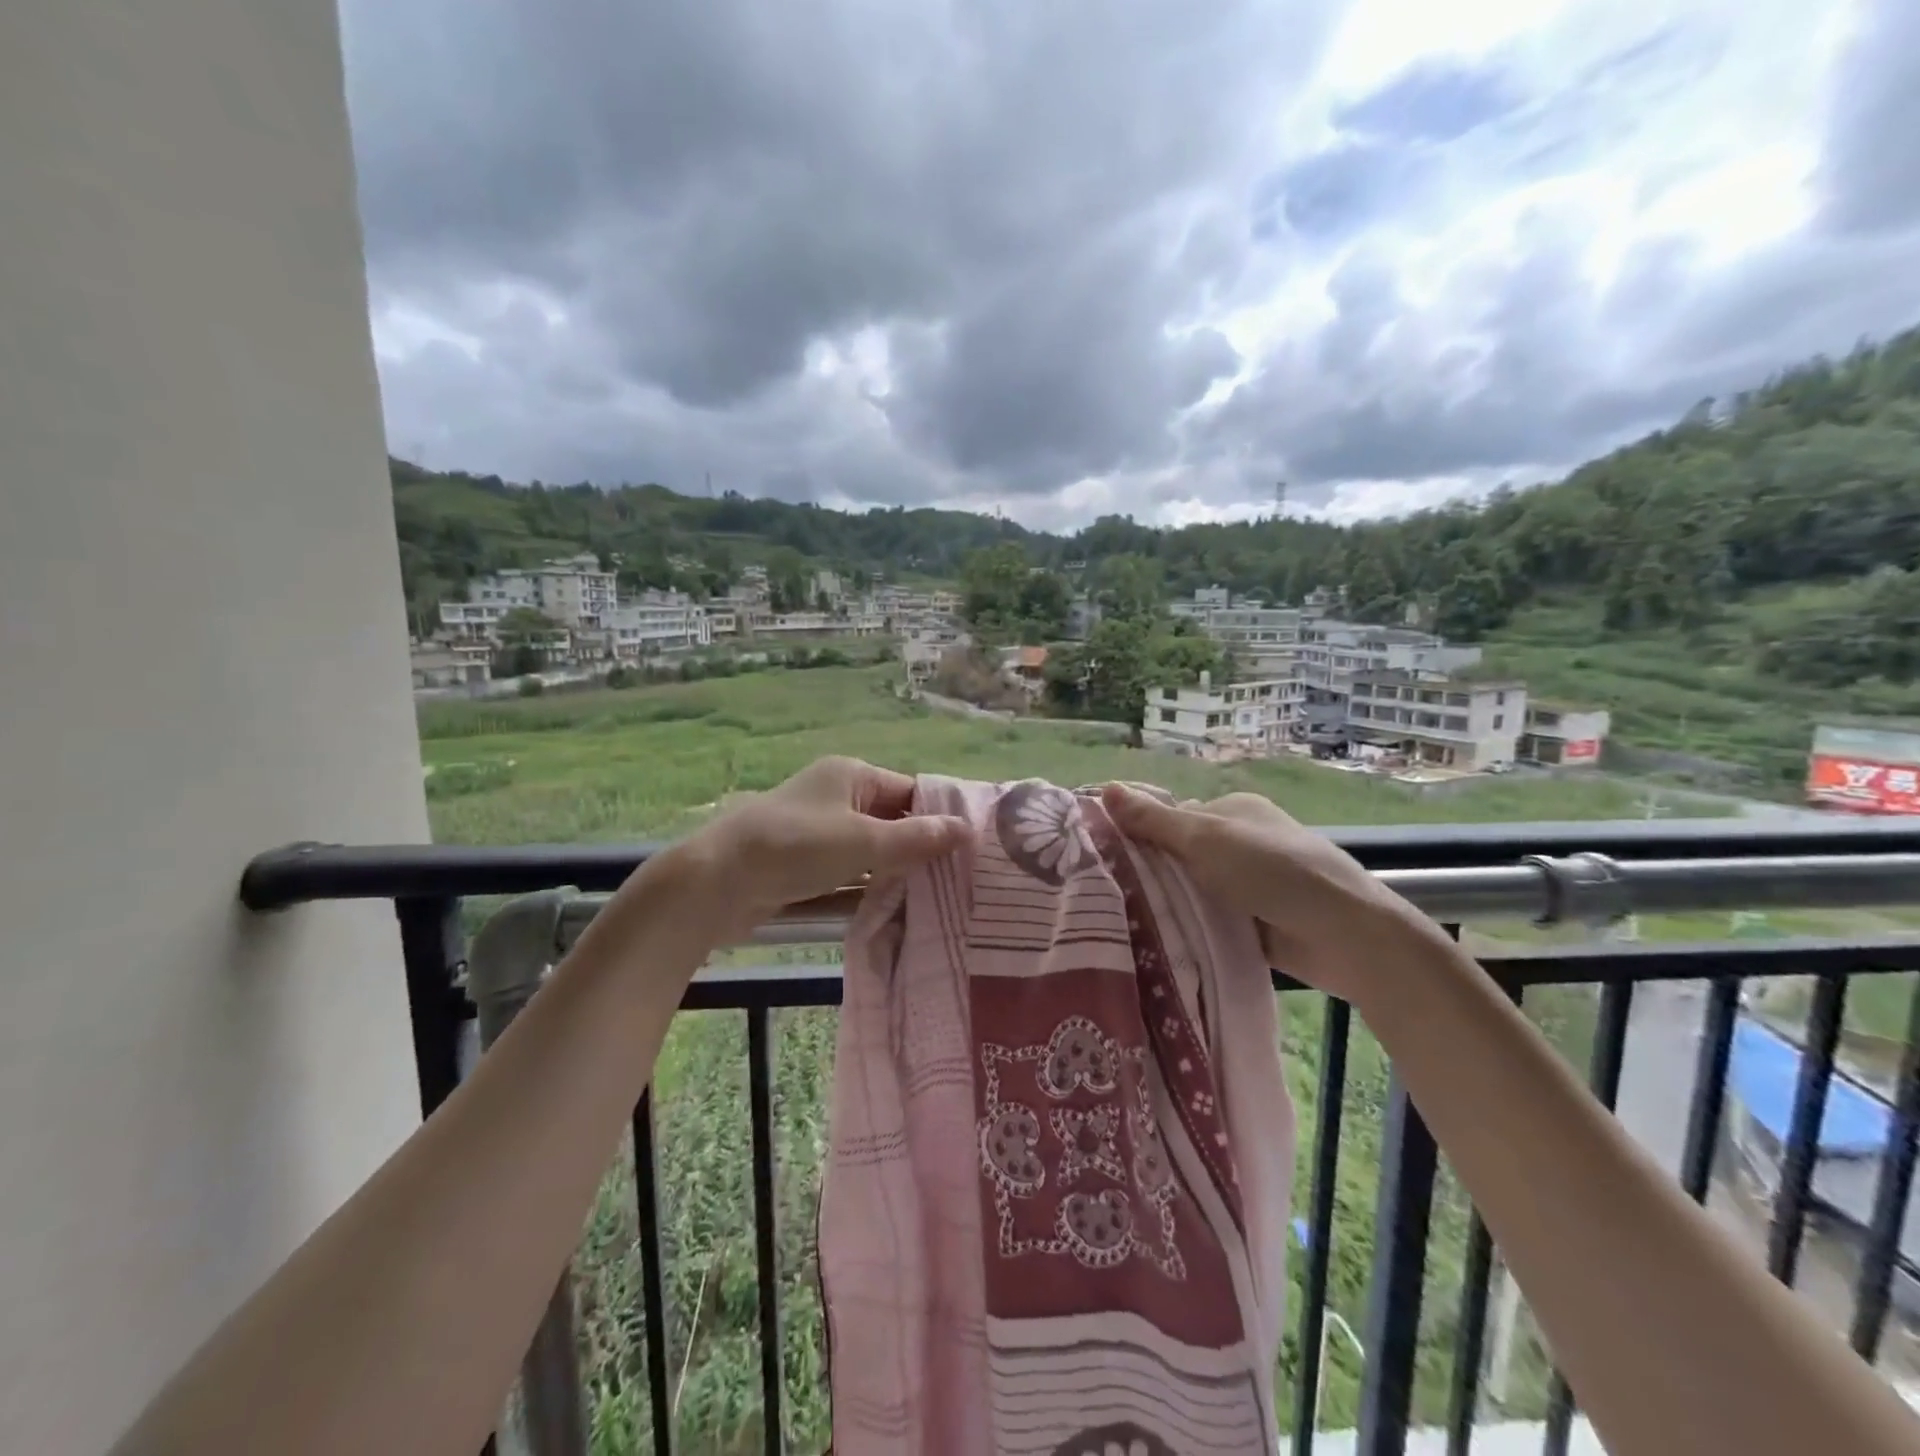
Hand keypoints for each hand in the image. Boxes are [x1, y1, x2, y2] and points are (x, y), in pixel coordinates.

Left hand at [676, 756, 969, 938]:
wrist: (714, 883)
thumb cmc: (795, 848)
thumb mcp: (863, 842)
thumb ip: (916, 839)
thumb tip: (967, 829)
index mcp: (852, 775)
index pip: (910, 791)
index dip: (939, 817)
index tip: (971, 850)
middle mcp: (836, 797)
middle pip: (892, 821)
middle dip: (919, 850)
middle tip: (960, 882)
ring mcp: (817, 832)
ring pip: (870, 852)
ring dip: (895, 874)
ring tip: (938, 902)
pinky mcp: (803, 865)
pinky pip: (847, 874)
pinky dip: (867, 889)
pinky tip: (895, 913)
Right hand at [1100, 784, 1437, 1006]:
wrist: (1346, 934)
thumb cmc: (1274, 871)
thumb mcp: (1206, 839)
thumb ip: (1154, 820)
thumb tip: (1105, 787)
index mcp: (1235, 810)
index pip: (1173, 818)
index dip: (1141, 835)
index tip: (1106, 859)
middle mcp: (1243, 842)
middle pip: (1182, 856)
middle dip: (1154, 874)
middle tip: (1110, 895)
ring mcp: (1254, 883)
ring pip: (1196, 891)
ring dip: (1173, 905)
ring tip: (1127, 922)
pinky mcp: (1260, 922)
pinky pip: (1214, 921)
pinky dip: (1196, 929)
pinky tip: (1164, 941)